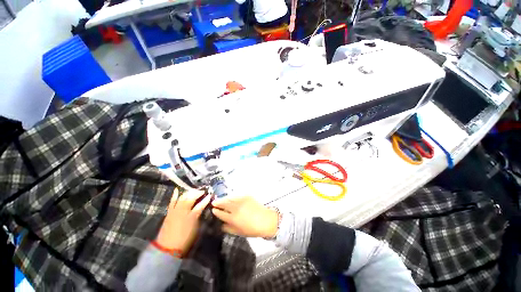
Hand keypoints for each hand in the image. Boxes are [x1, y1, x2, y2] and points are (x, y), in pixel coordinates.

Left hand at [156, 188, 210, 253]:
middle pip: (191, 198)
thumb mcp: (195, 228)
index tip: (210, 195)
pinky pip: (172, 202)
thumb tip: (200, 210)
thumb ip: (198, 217)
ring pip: (182, 198)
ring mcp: (175, 211)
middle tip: (202, 191)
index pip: (200, 205)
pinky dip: (174, 195)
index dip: (206, 199)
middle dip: (197, 193)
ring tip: (193, 190)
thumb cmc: (185, 240)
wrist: (168, 248)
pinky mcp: (169, 213)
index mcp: (191, 216)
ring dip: (188, 193)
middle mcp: (183, 211)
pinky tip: (177, 190)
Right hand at [212, 196, 278, 237]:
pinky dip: (232, 197)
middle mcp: (236, 208)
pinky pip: (237, 195)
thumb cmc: (252, 229)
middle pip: (224, 203)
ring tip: (220, 199)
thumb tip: (220, 224)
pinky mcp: (247, 196)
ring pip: (230, 198)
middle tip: (213, 202)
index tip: (213, 210)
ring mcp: (241, 200)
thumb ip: (228, 228)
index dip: (216, 211)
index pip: (221, 213)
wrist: (265, 220)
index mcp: (233, 218)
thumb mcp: (238, 232)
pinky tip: (231, 198)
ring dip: (224, 198)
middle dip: (217, 202)